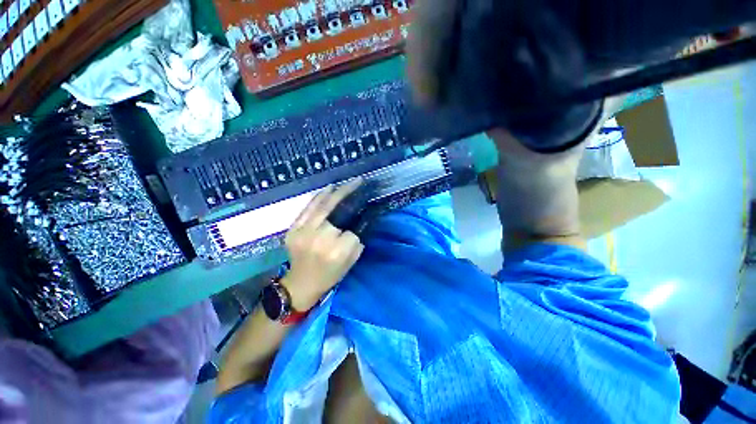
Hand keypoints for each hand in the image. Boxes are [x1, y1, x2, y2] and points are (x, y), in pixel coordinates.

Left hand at [282, 180, 364, 310]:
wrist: (301, 283)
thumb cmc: (330, 274)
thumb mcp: (351, 261)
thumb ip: (358, 240)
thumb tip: (361, 218)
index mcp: (337, 251)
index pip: (353, 229)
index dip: (359, 220)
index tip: (365, 209)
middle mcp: (320, 239)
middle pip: (336, 210)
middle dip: (348, 192)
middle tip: (358, 181)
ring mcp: (303, 233)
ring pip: (321, 206)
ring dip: (335, 192)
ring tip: (346, 182)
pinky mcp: (292, 229)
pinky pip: (307, 209)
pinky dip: (318, 197)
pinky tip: (328, 189)